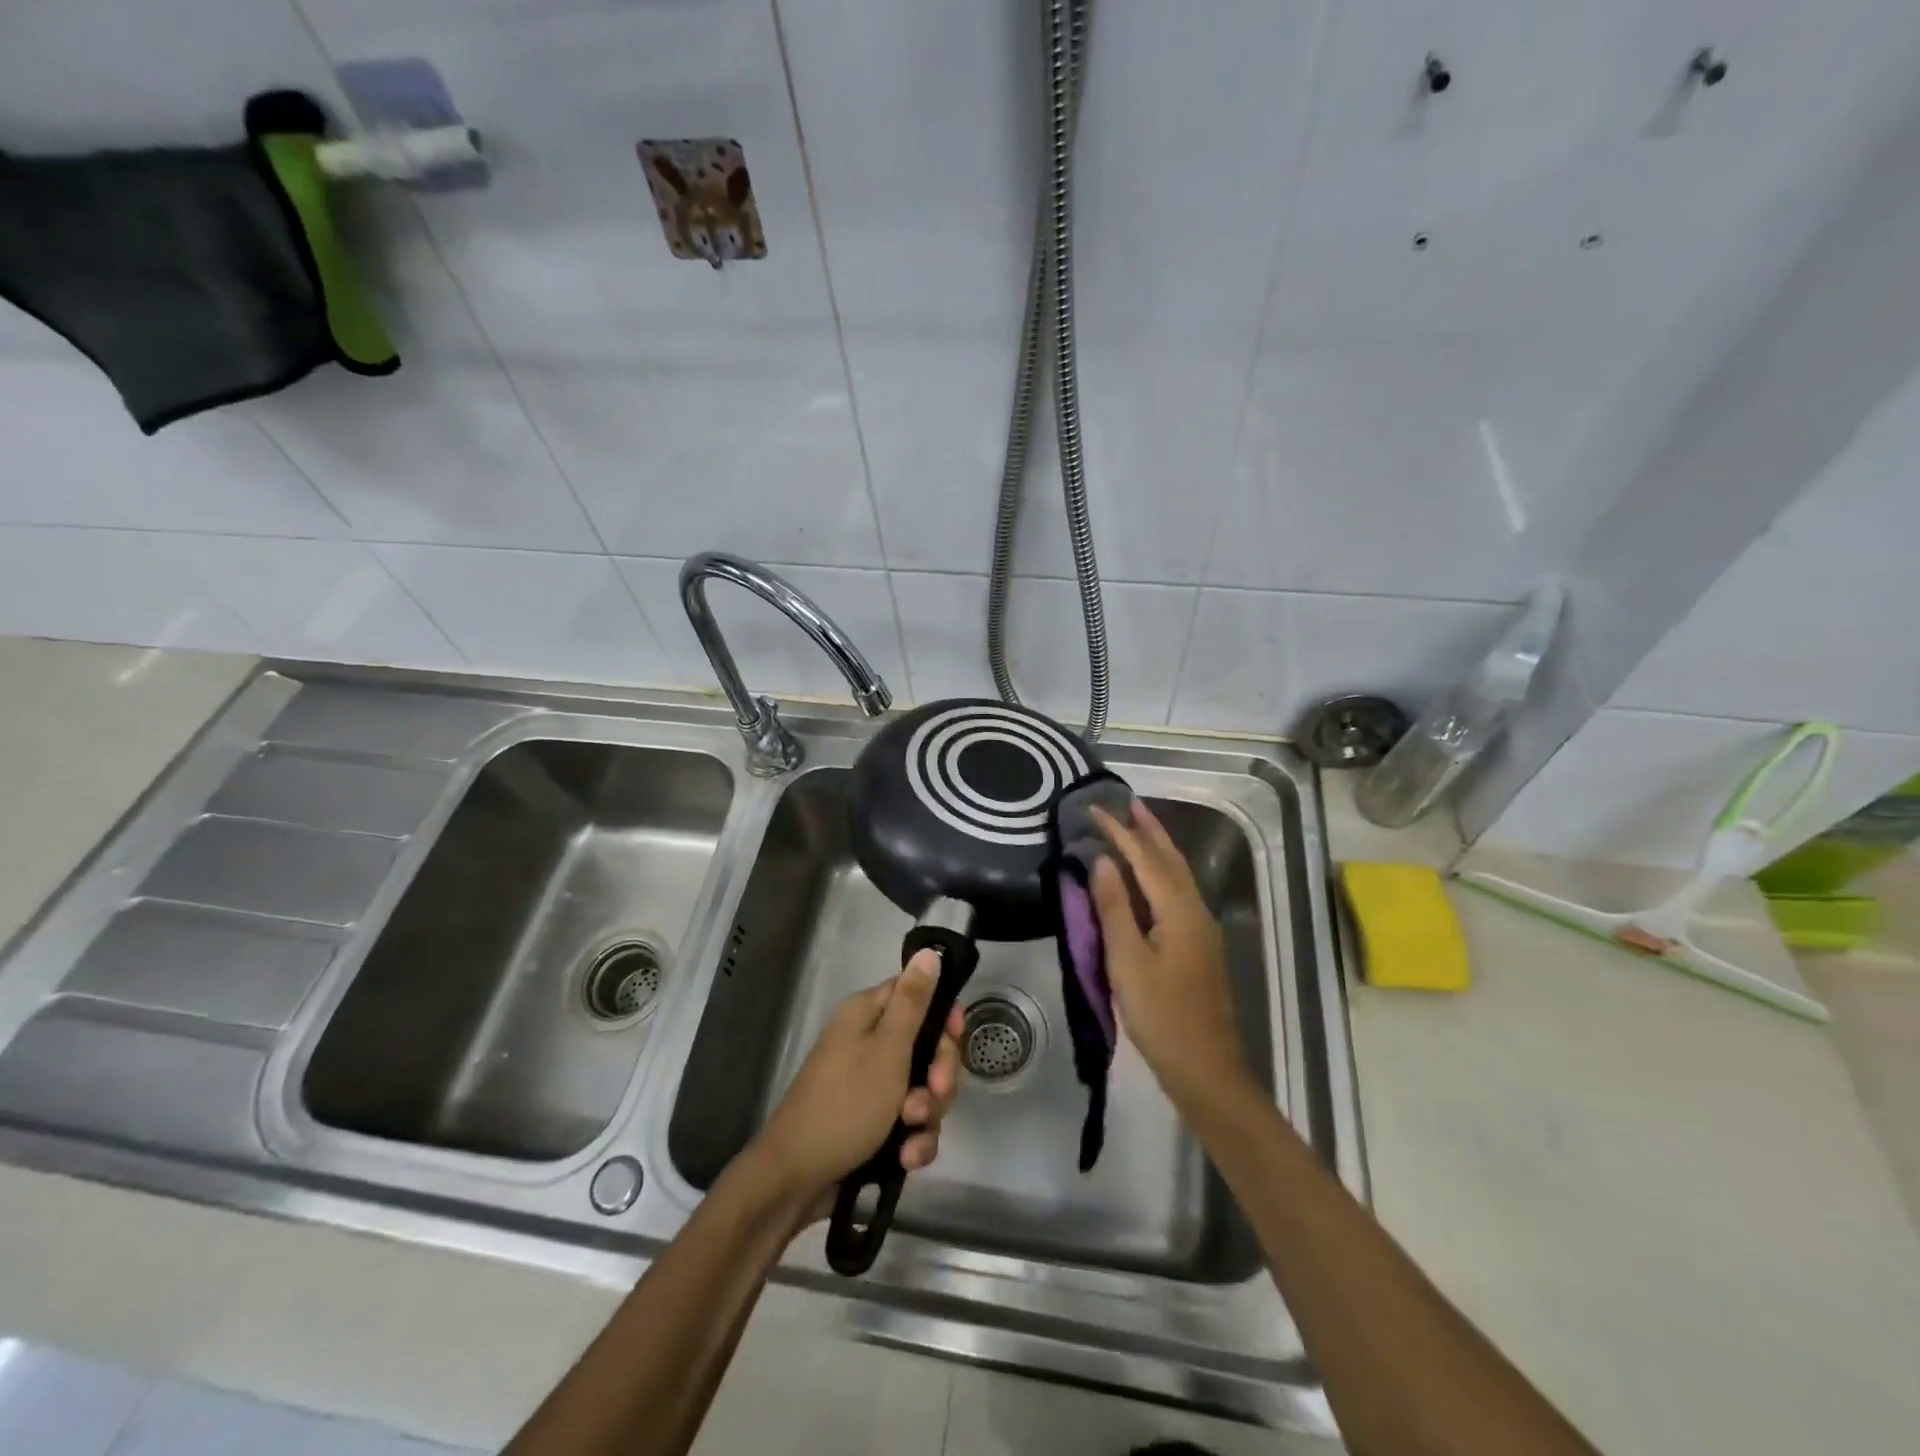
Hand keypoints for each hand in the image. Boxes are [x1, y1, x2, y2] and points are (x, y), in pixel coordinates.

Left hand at [753, 950, 962, 1207]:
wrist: (797, 1178)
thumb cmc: (845, 1104)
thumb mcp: (887, 1050)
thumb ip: (913, 1002)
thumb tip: (928, 952)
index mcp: (867, 1015)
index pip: (916, 995)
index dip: (942, 1016)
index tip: (955, 1037)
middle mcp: (869, 1043)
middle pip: (926, 1045)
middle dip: (938, 1075)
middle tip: (933, 1093)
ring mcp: (871, 1085)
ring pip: (923, 1087)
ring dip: (927, 1113)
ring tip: (911, 1133)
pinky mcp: (874, 1122)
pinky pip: (910, 1122)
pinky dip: (914, 1139)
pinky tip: (907, 1159)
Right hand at [1089, 803, 1252, 1113]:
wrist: (1206, 1068)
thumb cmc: (1161, 1015)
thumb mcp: (1127, 961)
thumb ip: (1114, 908)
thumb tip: (1102, 860)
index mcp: (1179, 910)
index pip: (1145, 858)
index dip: (1119, 831)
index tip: (1093, 808)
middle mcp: (1196, 910)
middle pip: (1170, 859)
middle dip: (1148, 829)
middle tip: (1126, 802)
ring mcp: (1201, 929)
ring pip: (1177, 875)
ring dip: (1156, 848)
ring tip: (1136, 827)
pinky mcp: (1198, 946)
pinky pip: (1177, 893)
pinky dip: (1159, 873)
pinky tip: (1147, 878)